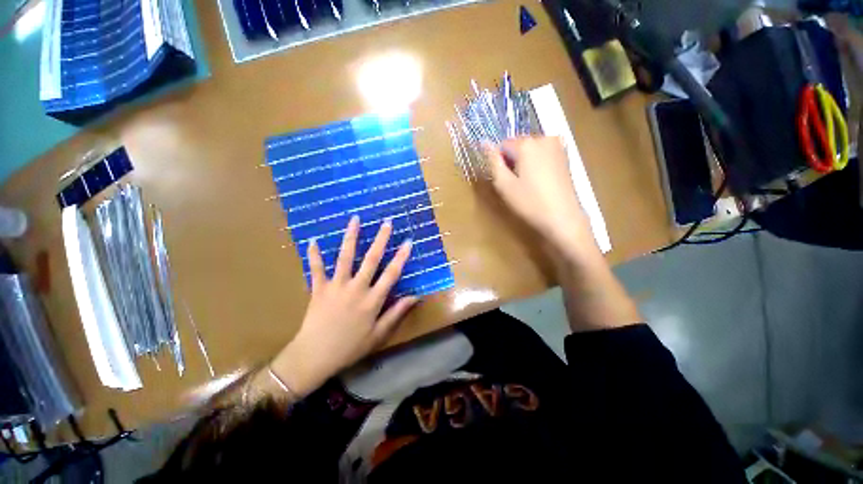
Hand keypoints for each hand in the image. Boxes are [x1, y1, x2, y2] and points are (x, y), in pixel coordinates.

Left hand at [268, 216, 417, 398]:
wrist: (314, 357)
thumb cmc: (350, 347)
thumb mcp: (378, 334)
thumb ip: (397, 312)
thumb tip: (416, 297)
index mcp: (372, 300)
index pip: (391, 274)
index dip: (401, 257)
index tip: (408, 241)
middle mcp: (356, 288)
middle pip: (371, 259)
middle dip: (380, 239)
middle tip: (386, 222)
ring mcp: (336, 286)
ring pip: (345, 257)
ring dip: (350, 237)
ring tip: (355, 219)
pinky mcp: (318, 289)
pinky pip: (316, 269)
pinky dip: (314, 255)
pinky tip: (313, 241)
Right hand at [483, 137, 597, 259]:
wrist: (562, 217)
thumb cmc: (529, 202)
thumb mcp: (504, 184)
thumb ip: (492, 161)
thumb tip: (483, 142)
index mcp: (526, 143)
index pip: (502, 145)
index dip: (499, 162)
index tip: (504, 179)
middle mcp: (543, 138)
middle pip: (518, 145)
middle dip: (513, 161)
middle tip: (515, 183)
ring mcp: (557, 146)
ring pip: (530, 149)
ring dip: (525, 162)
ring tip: (528, 183)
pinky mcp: (565, 155)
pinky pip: (542, 154)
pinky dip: (537, 163)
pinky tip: (539, 181)